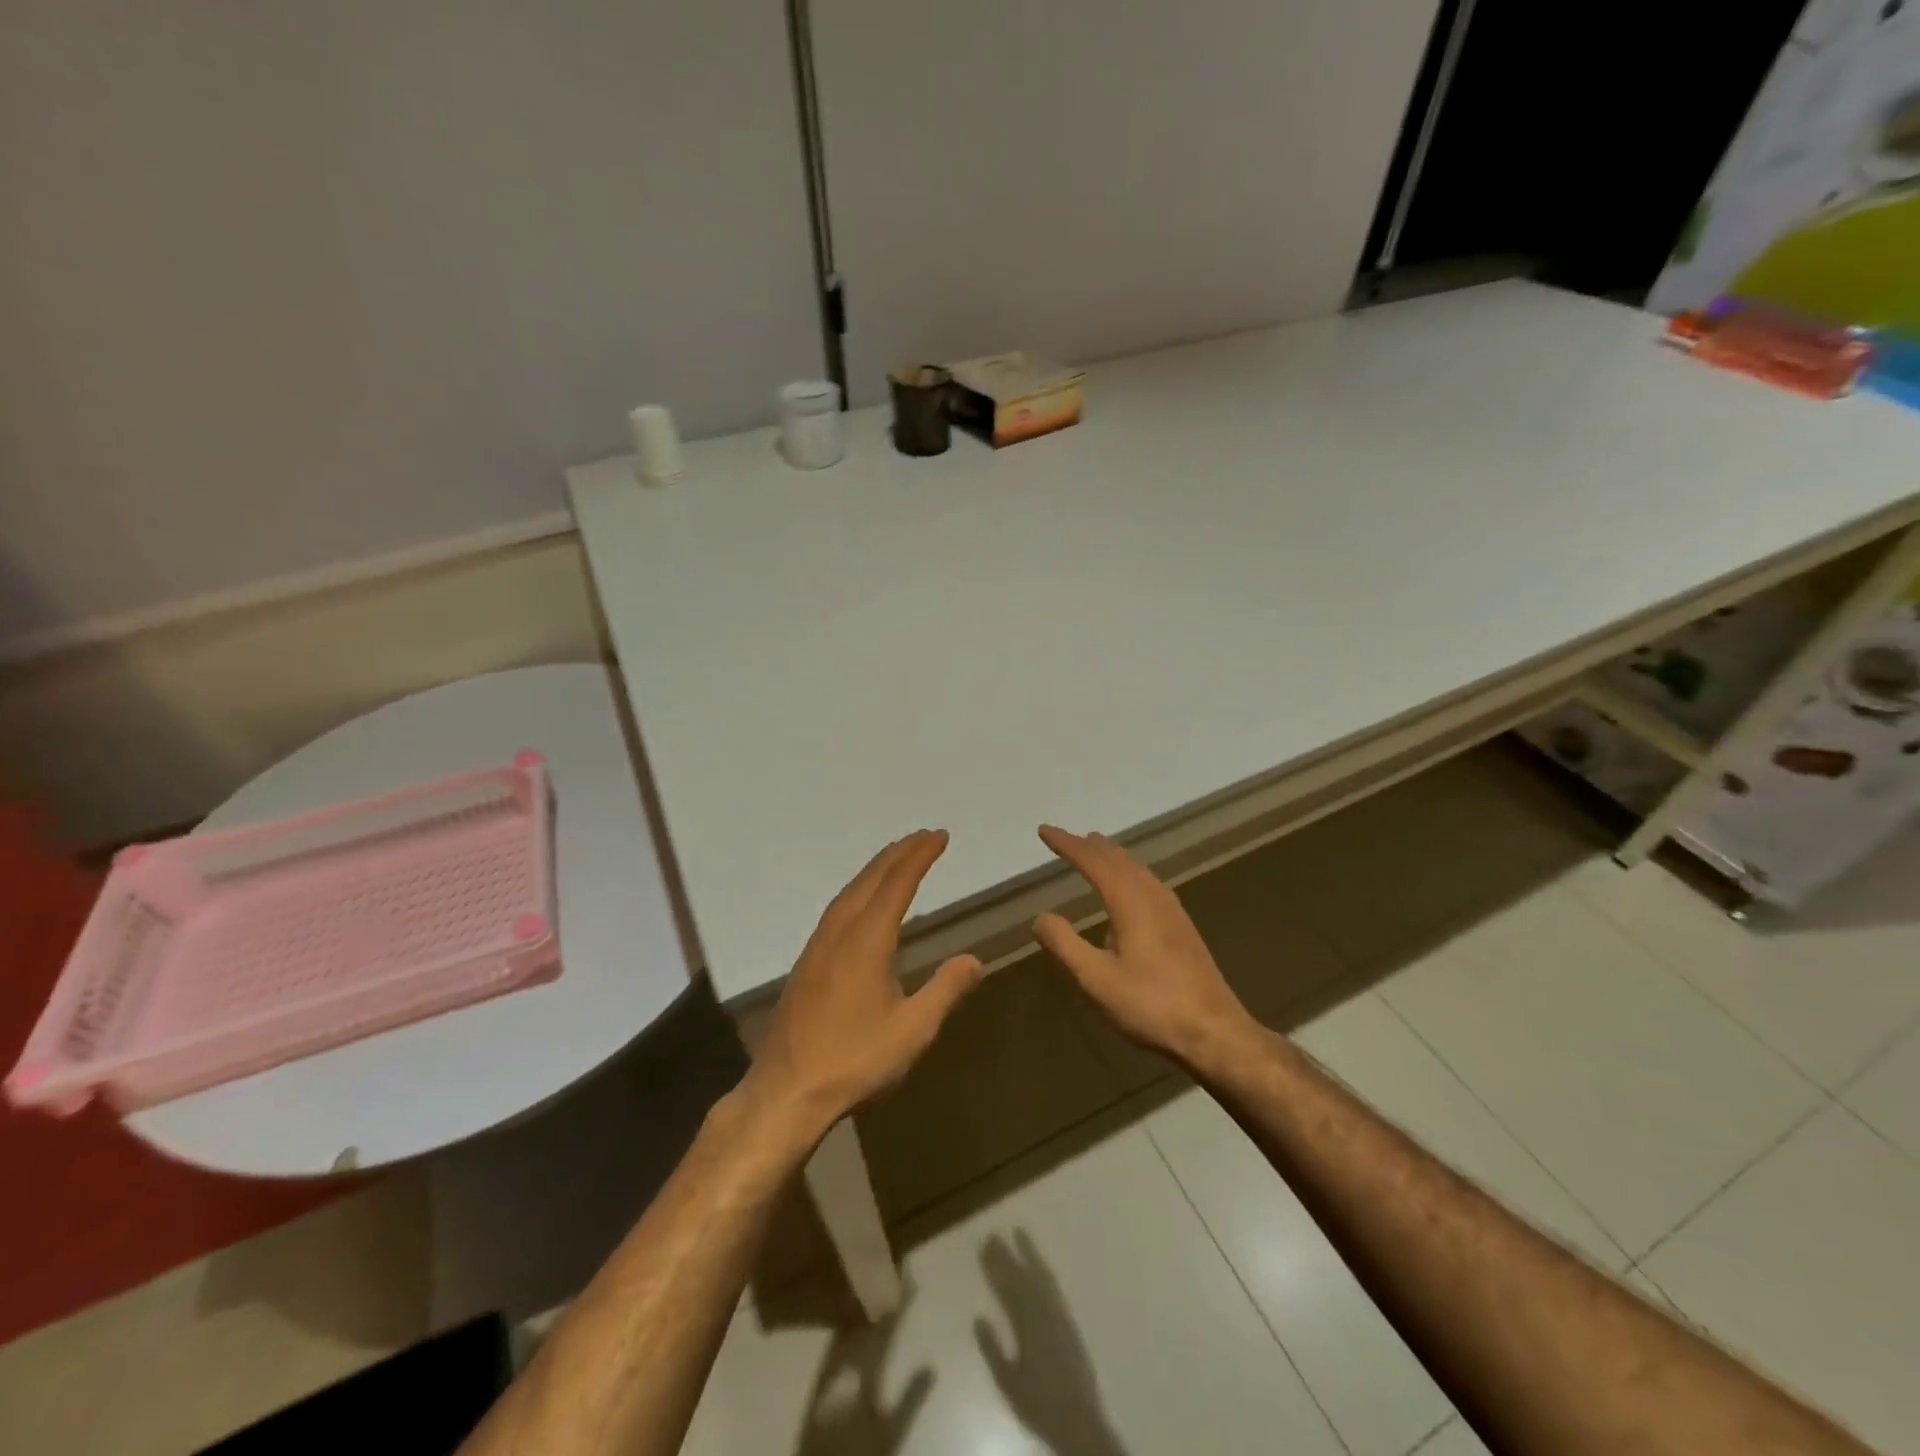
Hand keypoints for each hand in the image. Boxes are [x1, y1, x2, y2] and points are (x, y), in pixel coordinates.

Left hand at [743, 830, 983, 1138]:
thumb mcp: (913, 1029)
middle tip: (923, 836)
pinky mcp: (807, 962)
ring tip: (897, 857)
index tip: (939, 836)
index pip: (898, 883)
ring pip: (850, 891)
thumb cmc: (855, 1059)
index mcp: (867, 939)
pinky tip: (862, 903)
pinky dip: (858, 889)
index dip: (920, 856)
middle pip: (871, 879)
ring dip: (876, 869)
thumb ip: (945, 990)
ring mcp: (818, 945)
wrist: (786, 1090)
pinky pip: (837, 908)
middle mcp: (840, 931)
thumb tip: (975, 960)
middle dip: (899, 853)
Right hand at [1032, 825, 1255, 1067]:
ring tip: (1095, 851)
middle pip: (1118, 859)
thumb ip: (1065, 944)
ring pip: (1137, 869)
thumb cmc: (1151, 1005)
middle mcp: (1153, 896)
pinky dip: (1129, 873)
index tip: (1044, 831)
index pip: (1093, 862)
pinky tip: (1130, 890)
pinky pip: (1148, 883)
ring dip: (1112, 857)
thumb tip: (1041, 917)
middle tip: (1067, 838)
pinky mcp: (1182, 928)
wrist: (1215, 1032)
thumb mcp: (1096, 979)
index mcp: (1130, 902)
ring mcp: (1172, 911)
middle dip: (1089, 847)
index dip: (1067, 844)